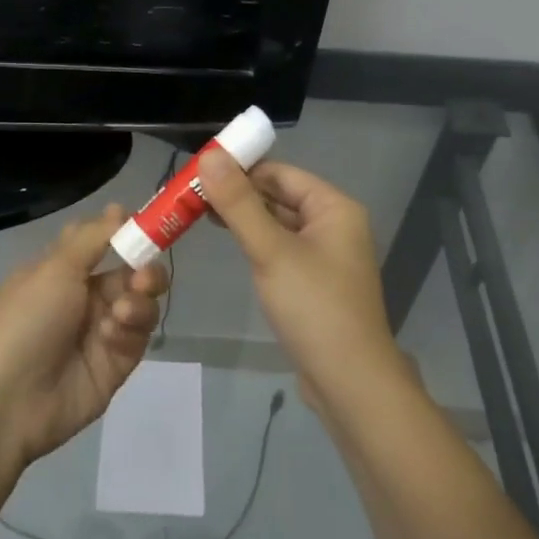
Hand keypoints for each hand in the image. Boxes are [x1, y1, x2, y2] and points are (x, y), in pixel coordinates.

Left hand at [0, 205, 169, 464]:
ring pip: (140, 303)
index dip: (124, 232)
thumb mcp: (56, 268)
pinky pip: (137, 337)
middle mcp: (84, 297)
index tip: (148, 224)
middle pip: (130, 272)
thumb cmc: (26, 320)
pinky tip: (112, 336)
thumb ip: (95, 238)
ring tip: (123, 312)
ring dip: (138, 301)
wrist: (8, 399)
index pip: (101, 241)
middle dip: (143, 269)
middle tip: (143, 277)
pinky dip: (130, 331)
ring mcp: (101, 331)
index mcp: (63, 270)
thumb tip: (120, 209)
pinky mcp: (116, 363)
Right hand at [196, 150, 401, 408]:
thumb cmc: (313, 307)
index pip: (280, 173)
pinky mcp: (315, 282)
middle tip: (189, 194)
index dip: (240, 169)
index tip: (197, 172)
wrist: (349, 381)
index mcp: (334, 207)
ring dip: (243, 218)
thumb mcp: (271, 250)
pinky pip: (281, 249)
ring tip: (197, 214)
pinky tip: (229, 244)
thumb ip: (239, 203)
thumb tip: (210, 156)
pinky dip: (255, 242)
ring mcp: (325, 255)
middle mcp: (334, 224)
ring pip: (278, 224)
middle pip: (279, 196)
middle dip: (237, 194)